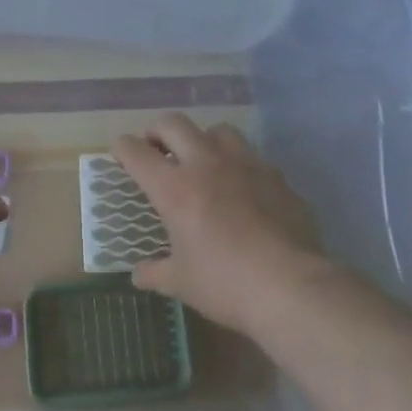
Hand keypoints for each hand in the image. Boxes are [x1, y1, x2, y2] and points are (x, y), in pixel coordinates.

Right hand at [113, 113, 326, 334]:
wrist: (291, 286)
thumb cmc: (226, 284)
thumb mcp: (182, 283)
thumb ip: (156, 273)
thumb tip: (138, 274)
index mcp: (174, 188)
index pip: (136, 152)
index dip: (122, 148)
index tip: (120, 152)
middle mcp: (205, 164)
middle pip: (173, 123)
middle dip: (157, 131)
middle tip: (156, 149)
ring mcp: (244, 164)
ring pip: (217, 130)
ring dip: (203, 139)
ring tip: (203, 161)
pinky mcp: (276, 176)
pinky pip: (252, 157)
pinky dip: (239, 165)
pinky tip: (243, 188)